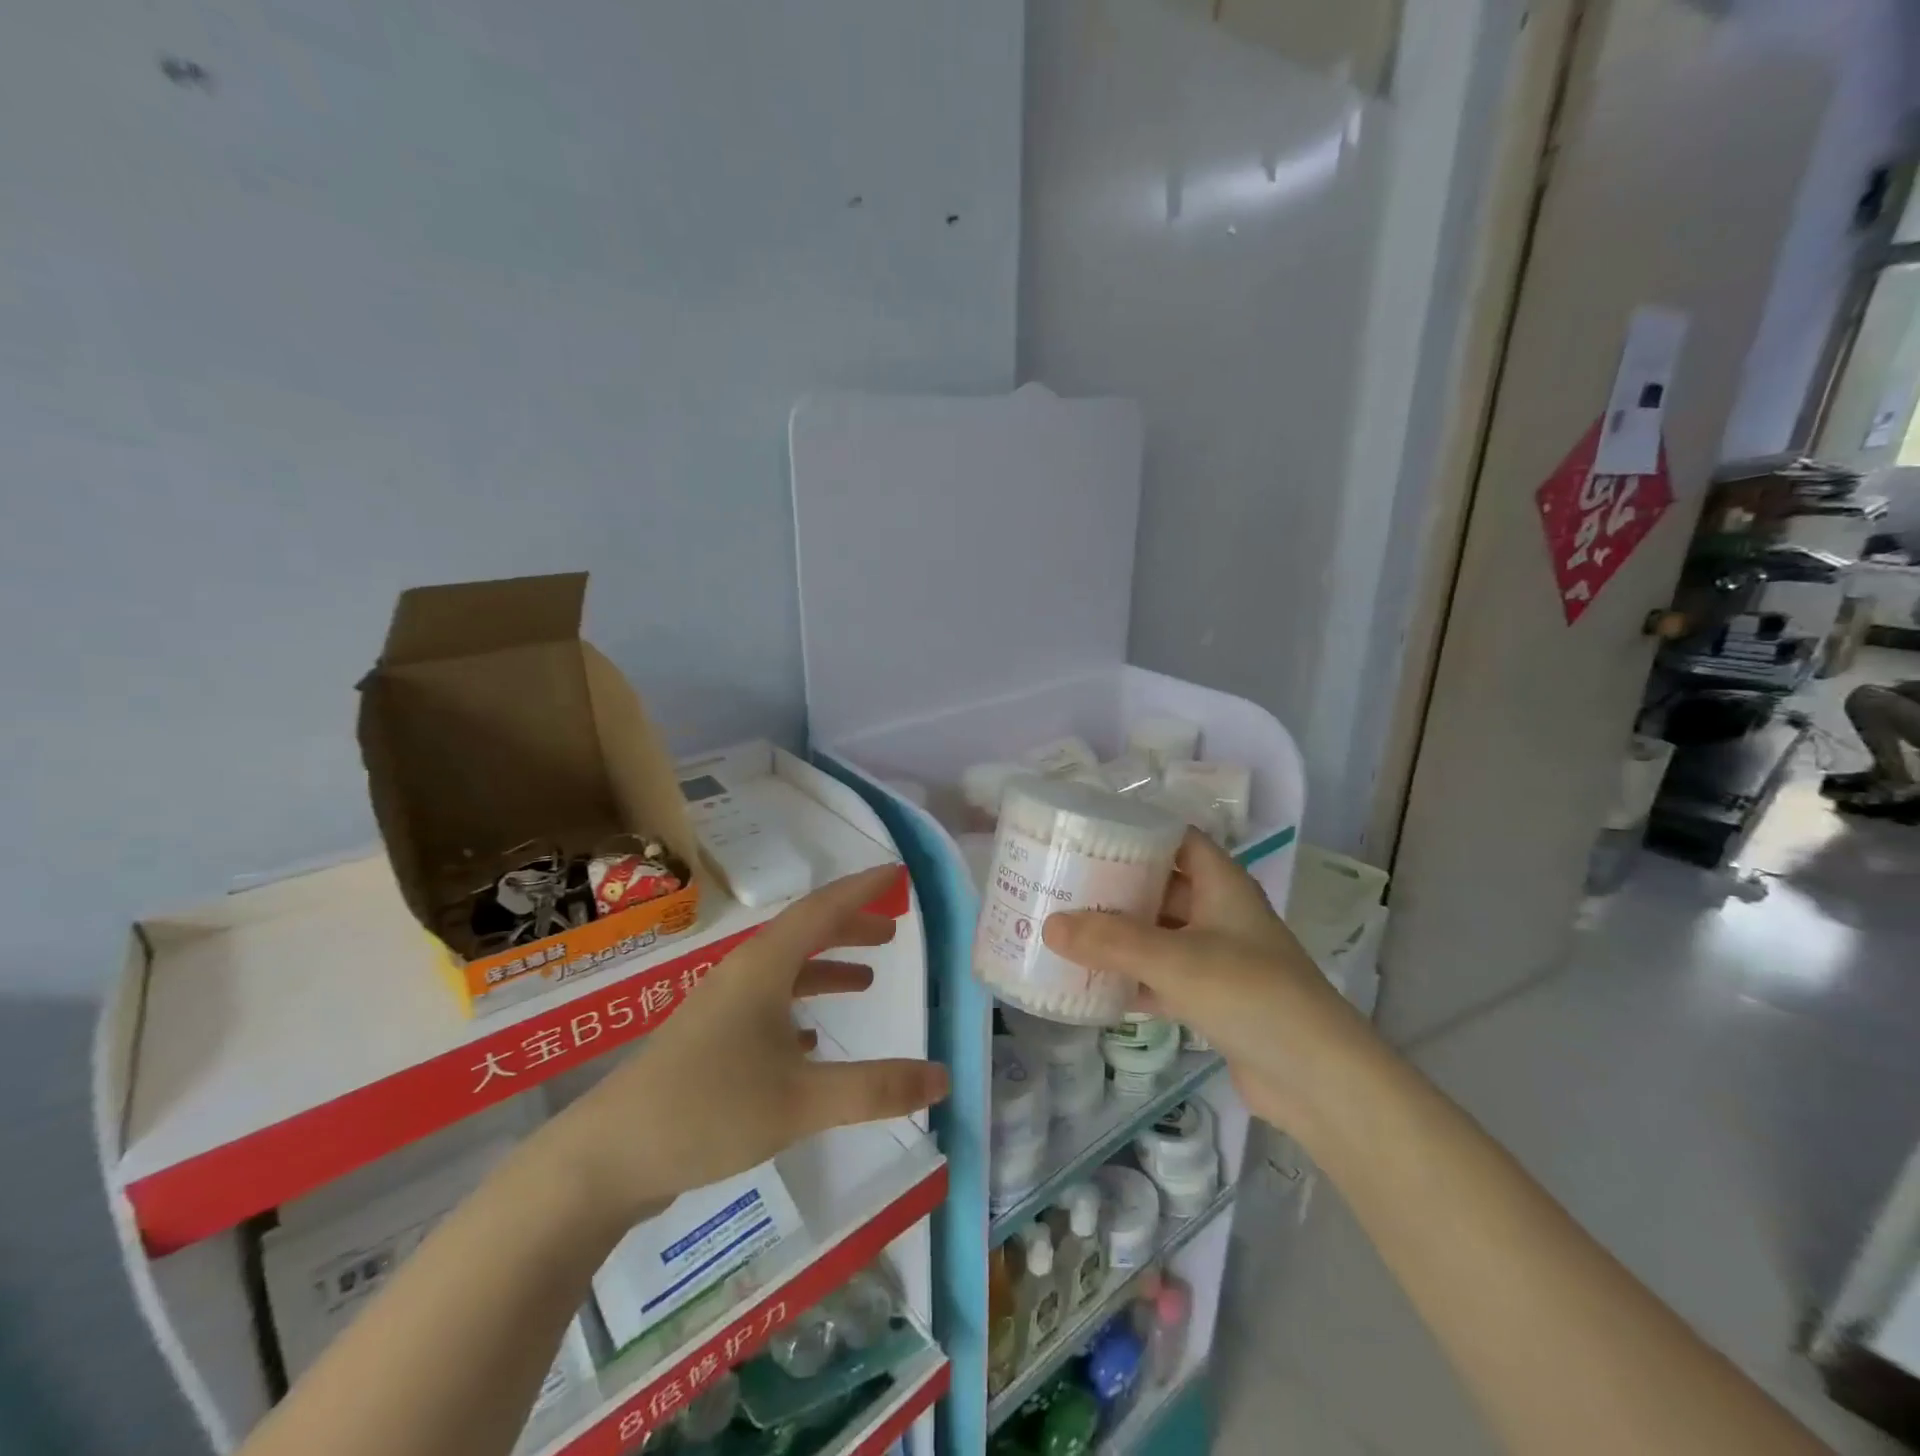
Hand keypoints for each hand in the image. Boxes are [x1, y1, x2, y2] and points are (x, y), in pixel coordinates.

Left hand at [534, 866, 949, 1229]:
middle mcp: (742, 975)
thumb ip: (875, 1089)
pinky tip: (815, 1041)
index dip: (862, 888)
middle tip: (892, 930)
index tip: (897, 871)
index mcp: (764, 967)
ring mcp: (721, 1009)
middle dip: (850, 926)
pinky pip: (768, 1008)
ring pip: (786, 971)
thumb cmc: (708, 1109)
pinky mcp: (709, 1043)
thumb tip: (943, 1077)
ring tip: (868, 978)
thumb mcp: (802, 1101)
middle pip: (805, 933)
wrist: (606, 1158)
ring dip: (828, 968)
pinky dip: (800, 1009)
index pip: (823, 908)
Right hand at [1042, 832, 1373, 1132]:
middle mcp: (1220, 914)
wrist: (1318, 1080)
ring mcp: (1218, 959)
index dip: (1138, 831)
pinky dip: (1131, 978)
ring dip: (1119, 935)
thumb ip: (1111, 942)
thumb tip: (1049, 925)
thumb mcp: (1175, 959)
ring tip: (1067, 929)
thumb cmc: (1250, 994)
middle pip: (1161, 886)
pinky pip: (1162, 977)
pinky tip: (1091, 984)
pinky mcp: (1213, 1000)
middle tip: (1064, 883)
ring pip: (1159, 934)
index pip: (1178, 839)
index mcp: (1222, 885)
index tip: (1089, 833)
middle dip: (1116, 886)